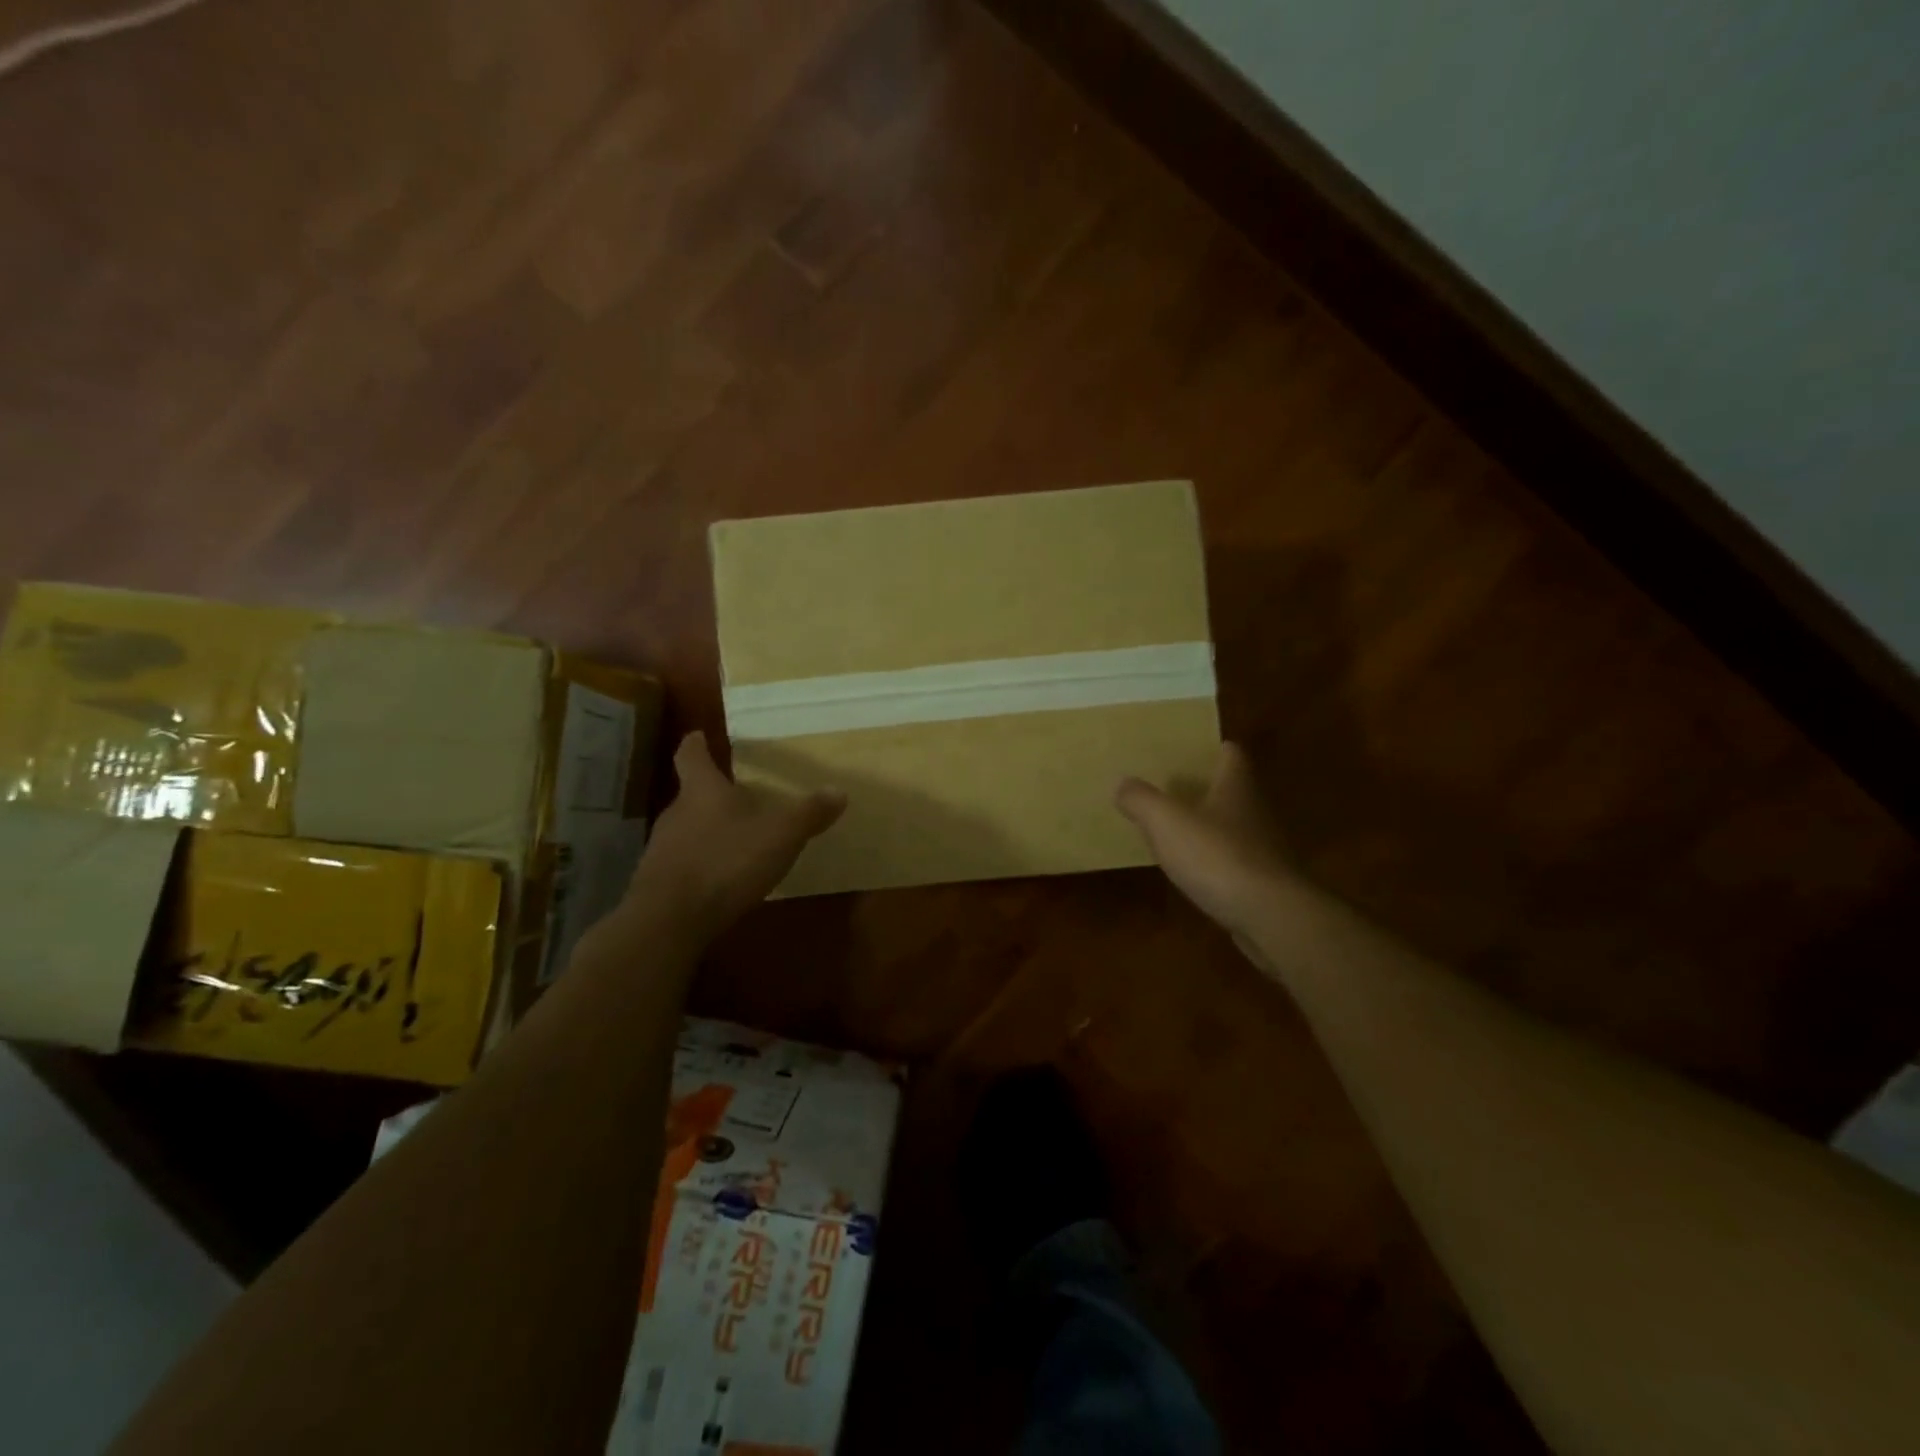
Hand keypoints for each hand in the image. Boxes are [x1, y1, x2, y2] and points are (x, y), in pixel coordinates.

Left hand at [630, 733, 844, 935]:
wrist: (670, 920)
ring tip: (735, 839)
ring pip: (687, 830)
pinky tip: (722, 879)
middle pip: (691, 795)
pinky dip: (702, 864)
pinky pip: (684, 864)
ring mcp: (662, 850)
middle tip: (737, 795)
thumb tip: (839, 791)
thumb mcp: (780, 835)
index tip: (697, 735)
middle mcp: (676, 813)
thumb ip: (809, 813)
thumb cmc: (726, 862)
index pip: (691, 757)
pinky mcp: (658, 884)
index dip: (696, 744)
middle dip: (712, 795)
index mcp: (702, 791)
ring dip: (708, 832)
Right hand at [1116, 742, 1291, 940]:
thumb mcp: (1166, 821)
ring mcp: (1265, 849)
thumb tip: (1122, 783)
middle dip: (1205, 788)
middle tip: (1170, 789)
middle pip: (1232, 790)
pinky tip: (1194, 872)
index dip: (1212, 749)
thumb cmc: (1217, 856)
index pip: (1231, 753)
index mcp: (1236, 786)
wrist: (1270, 916)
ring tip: (1175, 831)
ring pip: (1234, 827)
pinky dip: (1216, 863)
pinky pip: (1235, 863)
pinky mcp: (1265, 884)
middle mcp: (1255, 811)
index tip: (1188, 750)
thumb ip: (1141, 799)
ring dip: (1210, 827)